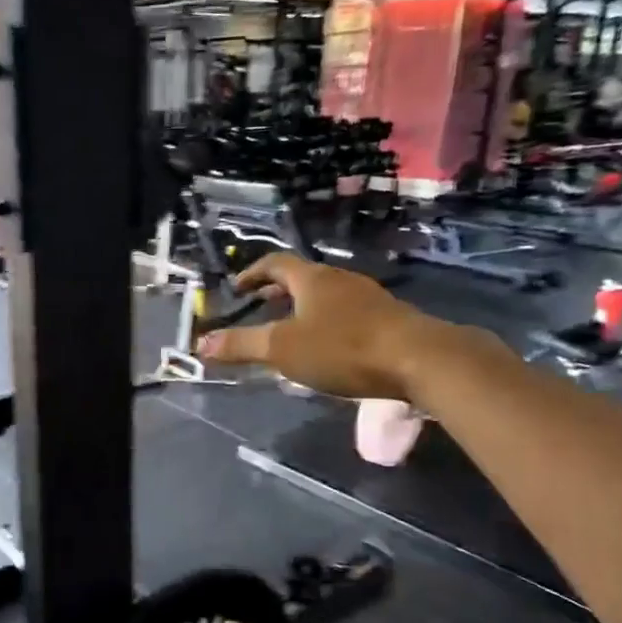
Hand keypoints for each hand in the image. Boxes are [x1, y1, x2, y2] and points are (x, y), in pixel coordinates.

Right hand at [196, 254, 468, 401]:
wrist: (420, 359)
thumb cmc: (343, 348)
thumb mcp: (283, 349)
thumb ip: (242, 346)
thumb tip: (201, 343)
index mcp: (312, 278)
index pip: (275, 263)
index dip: (253, 273)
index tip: (237, 287)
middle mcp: (340, 279)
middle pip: (302, 277)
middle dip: (278, 291)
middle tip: (260, 306)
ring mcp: (368, 297)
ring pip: (327, 295)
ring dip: (304, 307)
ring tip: (291, 329)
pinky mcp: (388, 319)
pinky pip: (347, 313)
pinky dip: (328, 322)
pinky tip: (329, 346)